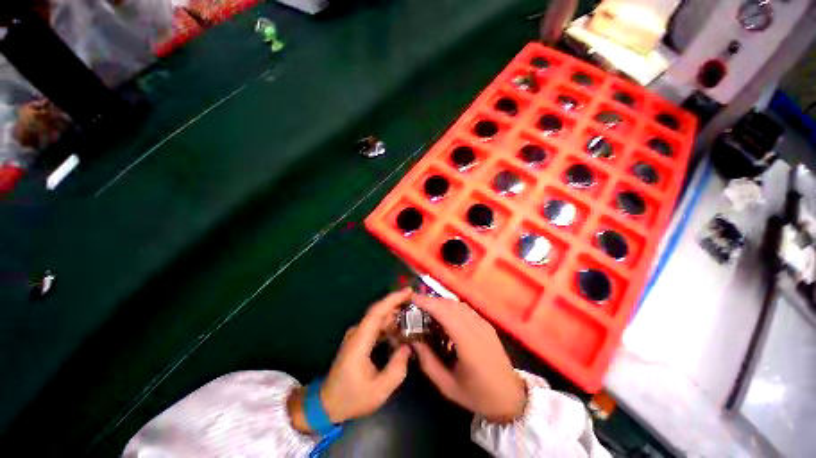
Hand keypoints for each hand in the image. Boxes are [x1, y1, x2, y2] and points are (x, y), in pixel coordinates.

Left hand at [288, 289, 411, 432]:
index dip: (393, 299)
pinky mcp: (358, 339)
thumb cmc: (352, 398)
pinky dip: (389, 324)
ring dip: (394, 314)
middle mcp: (357, 333)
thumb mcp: (379, 391)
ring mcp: (356, 335)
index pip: (377, 312)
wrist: (327, 403)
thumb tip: (407, 346)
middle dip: (397, 303)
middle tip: (416, 302)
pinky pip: (375, 326)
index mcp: (360, 341)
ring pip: (378, 318)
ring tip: (412, 315)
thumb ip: (397, 369)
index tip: (408, 291)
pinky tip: (400, 329)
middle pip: (378, 311)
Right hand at [411, 294, 525, 422]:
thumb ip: (427, 361)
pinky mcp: (486, 324)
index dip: (427, 303)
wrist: (511, 397)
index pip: (444, 312)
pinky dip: (450, 307)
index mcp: (468, 342)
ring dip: (441, 303)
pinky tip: (444, 316)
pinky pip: (465, 309)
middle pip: (450, 304)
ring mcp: (483, 324)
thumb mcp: (447, 385)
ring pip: (458, 304)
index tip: (412, 299)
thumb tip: (412, 339)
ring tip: (427, 309)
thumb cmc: (477, 395)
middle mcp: (476, 327)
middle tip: (416, 306)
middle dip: (431, 301)